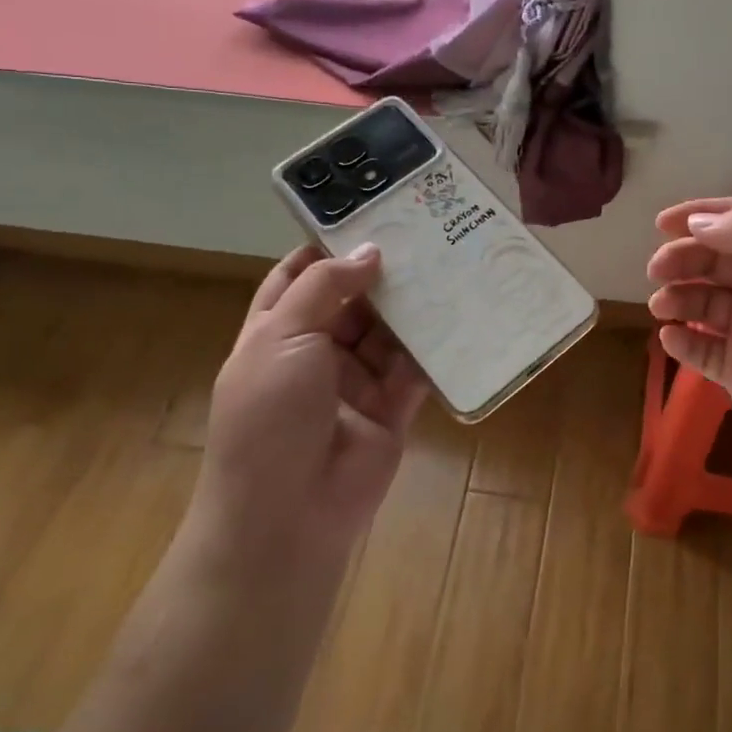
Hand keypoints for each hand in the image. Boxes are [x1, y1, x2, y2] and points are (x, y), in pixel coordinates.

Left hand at [183, 243, 427, 573]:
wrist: (286, 516)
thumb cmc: (269, 417)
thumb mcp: (281, 338)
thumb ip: (324, 288)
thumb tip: (369, 251)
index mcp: (277, 332)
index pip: (300, 277)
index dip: (328, 247)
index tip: (368, 215)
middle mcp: (317, 352)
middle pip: (353, 300)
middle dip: (382, 271)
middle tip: (426, 232)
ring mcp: (356, 381)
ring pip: (388, 331)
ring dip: (413, 304)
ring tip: (451, 262)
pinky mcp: (392, 407)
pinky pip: (416, 368)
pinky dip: (436, 345)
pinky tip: (463, 312)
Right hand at [647, 198, 731, 492]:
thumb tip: (699, 222)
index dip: (701, 216)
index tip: (661, 222)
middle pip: (714, 261)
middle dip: (683, 258)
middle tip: (657, 269)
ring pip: (703, 304)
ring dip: (679, 297)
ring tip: (663, 306)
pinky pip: (703, 350)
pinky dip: (683, 341)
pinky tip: (672, 337)